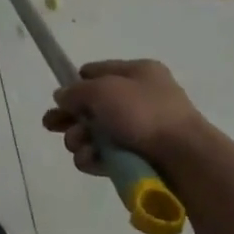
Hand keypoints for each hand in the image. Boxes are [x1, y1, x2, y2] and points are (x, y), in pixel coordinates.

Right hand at [41, 59, 208, 174]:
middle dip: (70, 117)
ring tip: (80, 145)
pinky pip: (105, 156)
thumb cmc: (143, 113)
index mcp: (137, 73)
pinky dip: (93, 158)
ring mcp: (138, 131)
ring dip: (79, 139)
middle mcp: (138, 99)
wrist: (182, 157)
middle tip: (51, 126)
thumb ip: (76, 91)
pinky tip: (90, 160)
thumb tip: (62, 96)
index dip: (76, 84)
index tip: (59, 98)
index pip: (98, 72)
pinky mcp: (136, 159)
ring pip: (95, 134)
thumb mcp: (103, 90)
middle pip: (92, 106)